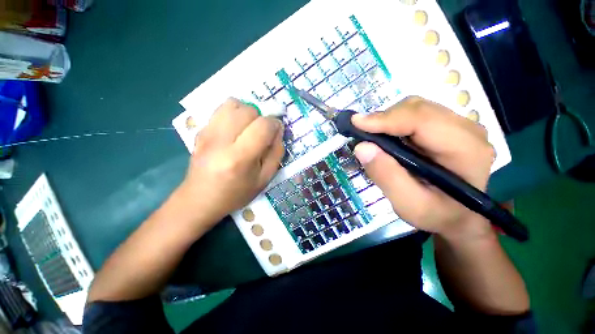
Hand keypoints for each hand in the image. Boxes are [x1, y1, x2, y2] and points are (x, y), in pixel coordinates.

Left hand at [177, 98, 284, 227]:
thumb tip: (278, 129)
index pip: (263, 126)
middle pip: (248, 110)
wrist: (200, 199)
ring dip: (247, 112)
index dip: (274, 124)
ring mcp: (207, 133)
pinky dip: (234, 113)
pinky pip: (221, 109)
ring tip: (248, 128)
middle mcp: (221, 141)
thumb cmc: (236, 194)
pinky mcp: (200, 130)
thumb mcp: (264, 179)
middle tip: (261, 133)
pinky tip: (235, 129)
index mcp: (239, 158)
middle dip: (261, 118)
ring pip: (233, 104)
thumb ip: (276, 153)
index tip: (276, 132)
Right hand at [352, 97, 495, 240]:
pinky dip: (394, 122)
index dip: (386, 119)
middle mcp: (468, 130)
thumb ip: (386, 176)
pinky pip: (415, 115)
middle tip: (360, 132)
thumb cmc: (437, 214)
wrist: (457, 216)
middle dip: (384, 118)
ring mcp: (459, 126)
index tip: (356, 123)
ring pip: (415, 108)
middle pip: (418, 109)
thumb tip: (362, 147)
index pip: (423, 120)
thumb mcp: (408, 204)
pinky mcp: (447, 127)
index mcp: (466, 150)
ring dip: (388, 120)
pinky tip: (385, 136)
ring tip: (371, 136)